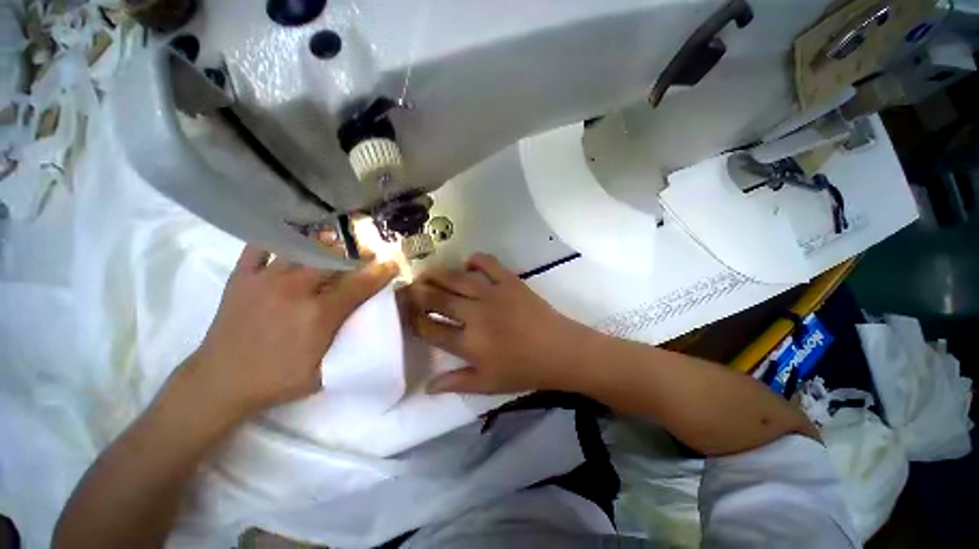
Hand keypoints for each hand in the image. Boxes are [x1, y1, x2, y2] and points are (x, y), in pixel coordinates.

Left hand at [185, 244, 395, 417]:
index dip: (380, 272)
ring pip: (302, 248)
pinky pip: (260, 247)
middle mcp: (295, 289)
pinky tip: (291, 241)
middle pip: (334, 259)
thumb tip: (371, 326)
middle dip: (355, 254)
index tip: (391, 263)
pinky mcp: (242, 277)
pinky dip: (278, 240)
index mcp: (318, 314)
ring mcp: (266, 279)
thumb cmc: (276, 380)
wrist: (219, 382)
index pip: (359, 285)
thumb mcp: (323, 372)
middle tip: (365, 254)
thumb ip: (349, 346)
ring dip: (324, 245)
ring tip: (334, 245)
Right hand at [403, 253, 594, 393]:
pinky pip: (489, 264)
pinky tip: (467, 262)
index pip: (430, 328)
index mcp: (469, 343)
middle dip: (418, 292)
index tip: (406, 314)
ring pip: (457, 279)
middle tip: (408, 287)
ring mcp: (493, 295)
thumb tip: (427, 387)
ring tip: (425, 271)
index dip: (414, 320)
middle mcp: (475, 315)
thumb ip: (456, 383)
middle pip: (438, 299)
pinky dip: (476, 259)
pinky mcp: (510, 282)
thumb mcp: (488, 384)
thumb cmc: (524, 370)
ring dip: (437, 273)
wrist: (560, 351)